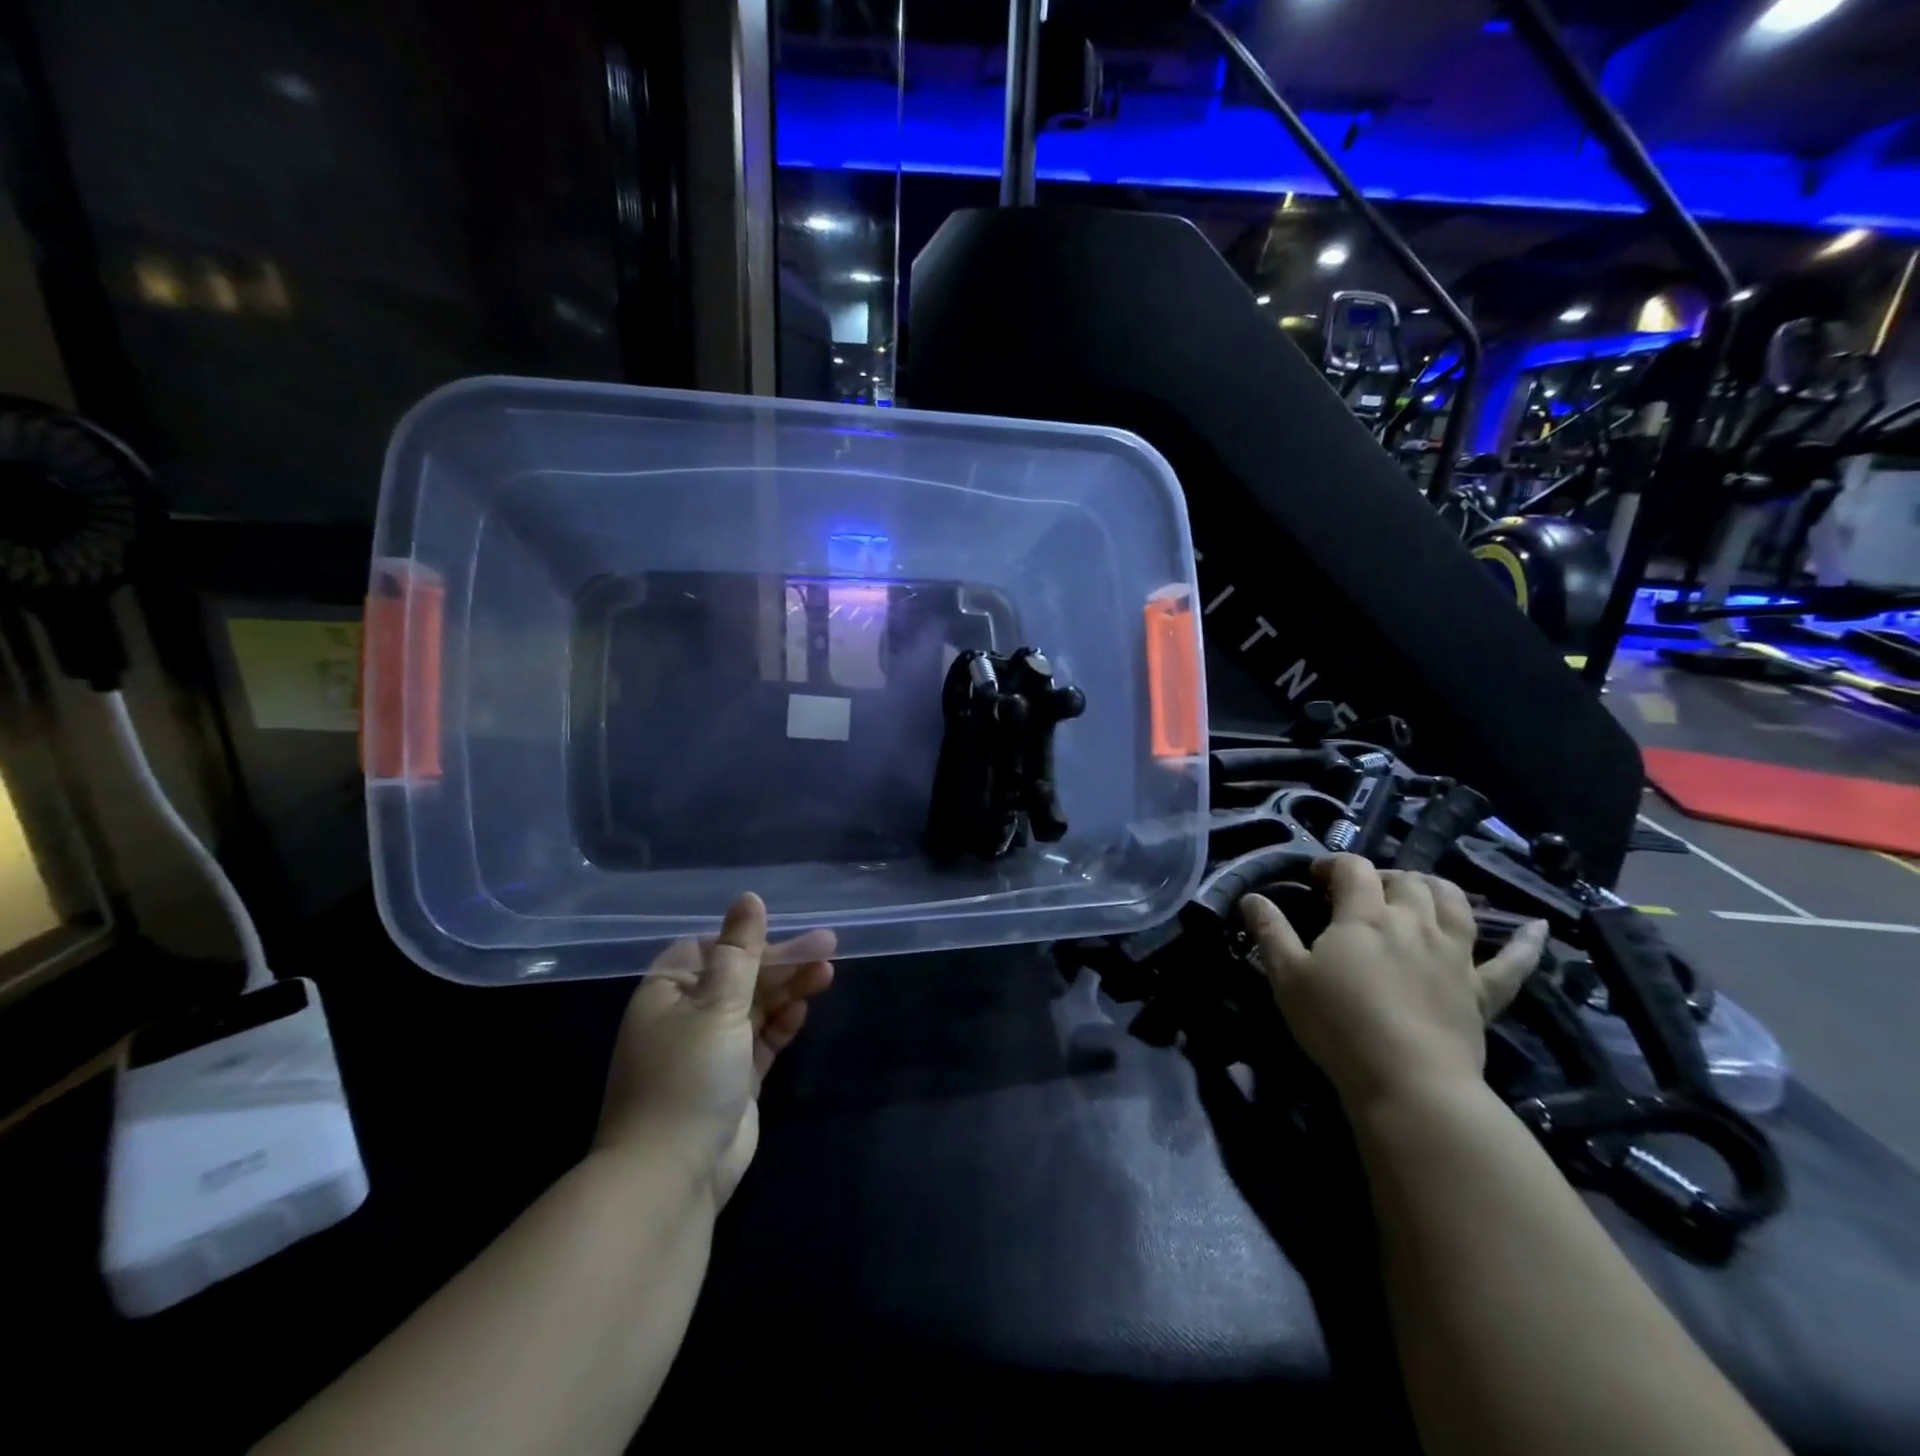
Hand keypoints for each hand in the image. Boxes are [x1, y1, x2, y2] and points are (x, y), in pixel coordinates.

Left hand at [595, 894, 834, 1204]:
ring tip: (827, 971)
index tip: (783, 934)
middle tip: (829, 945)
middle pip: (740, 977)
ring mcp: (711, 1050)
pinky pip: (762, 1040)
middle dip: (781, 962)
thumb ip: (740, 951)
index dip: (747, 940)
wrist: (672, 1175)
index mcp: (668, 993)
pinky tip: (805, 1008)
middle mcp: (686, 1017)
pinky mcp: (735, 1080)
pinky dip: (782, 1023)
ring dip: (789, 989)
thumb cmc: (688, 1075)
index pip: (710, 950)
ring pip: (756, 1007)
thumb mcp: (717, 1004)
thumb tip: (749, 898)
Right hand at [1240, 855, 1546, 1109]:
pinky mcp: (1482, 990)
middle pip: (1405, 879)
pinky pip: (1513, 963)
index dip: (1332, 865)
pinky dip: (1527, 943)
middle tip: (1362, 893)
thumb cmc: (1338, 1024)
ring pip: (1453, 903)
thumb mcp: (1287, 976)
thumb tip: (1251, 896)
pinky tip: (1540, 929)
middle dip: (1382, 876)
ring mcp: (1454, 954)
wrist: (1409, 1083)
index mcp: (1364, 915)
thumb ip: (1269, 931)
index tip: (1315, 880)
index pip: (1353, 868)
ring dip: (1436, 889)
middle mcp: (1413, 922)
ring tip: (1419, 893)